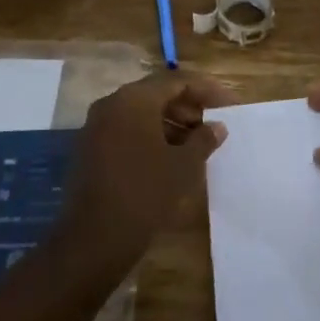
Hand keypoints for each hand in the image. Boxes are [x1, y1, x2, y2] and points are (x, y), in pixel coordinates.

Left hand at [61, 71, 230, 264]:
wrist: (93, 239)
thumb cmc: (145, 194)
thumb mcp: (183, 166)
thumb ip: (203, 140)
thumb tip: (217, 126)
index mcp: (134, 100)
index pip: (177, 81)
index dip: (207, 90)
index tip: (230, 104)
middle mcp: (111, 104)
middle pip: (156, 94)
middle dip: (188, 106)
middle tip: (212, 124)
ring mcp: (95, 127)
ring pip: (140, 113)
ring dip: (170, 122)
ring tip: (195, 144)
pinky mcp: (89, 149)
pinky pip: (126, 130)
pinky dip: (150, 135)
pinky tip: (169, 157)